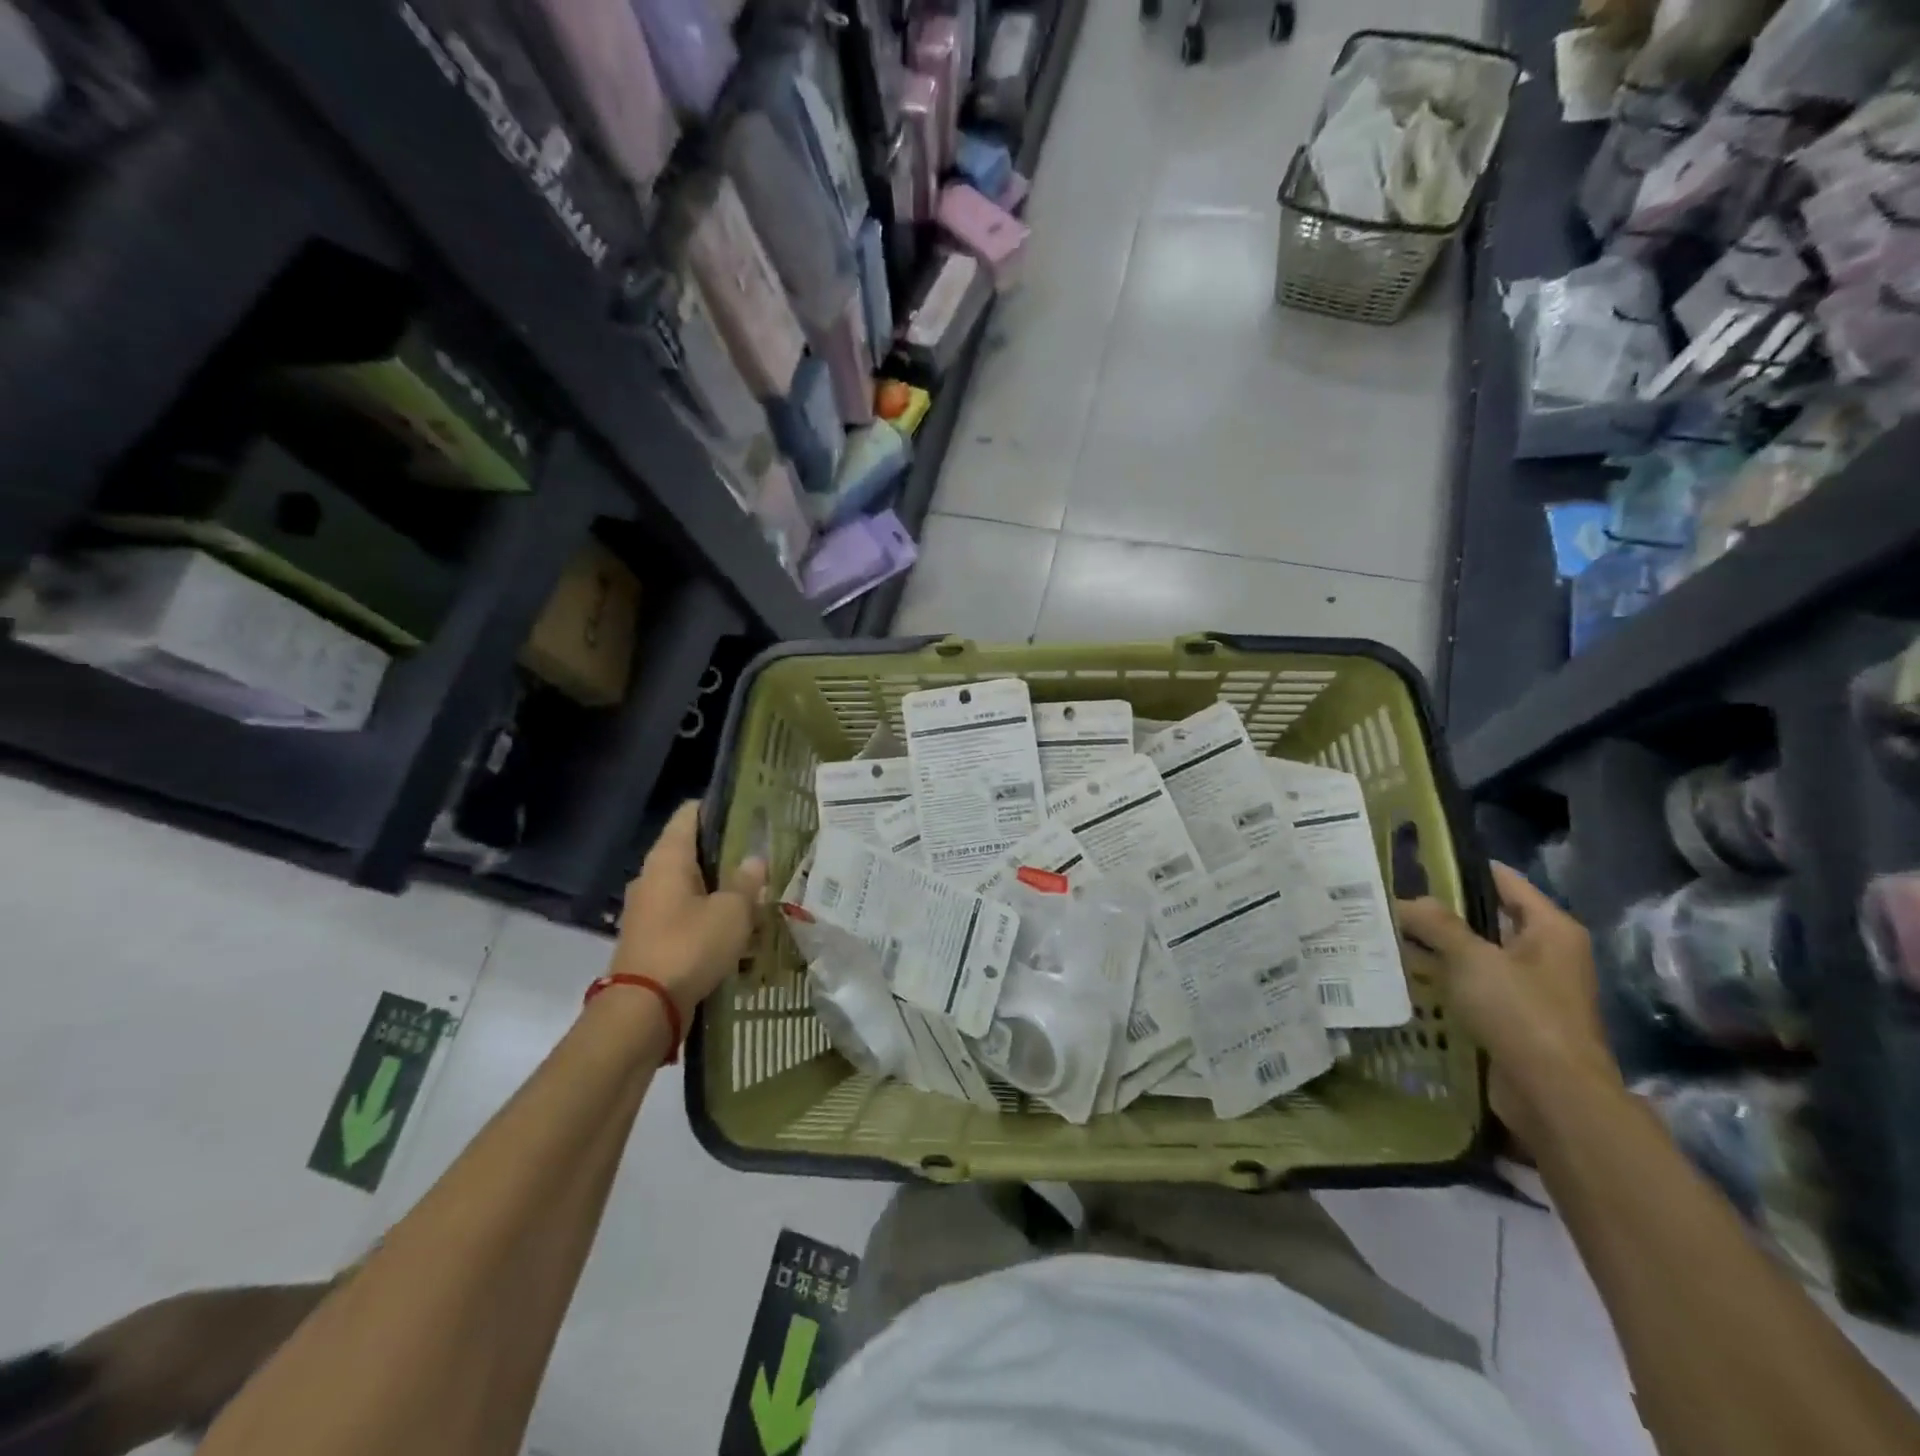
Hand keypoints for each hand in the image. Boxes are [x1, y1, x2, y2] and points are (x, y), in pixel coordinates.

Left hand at [610, 802, 767, 1016]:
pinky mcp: (651, 938)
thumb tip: (753, 861)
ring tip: (756, 896)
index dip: (718, 808)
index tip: (749, 812)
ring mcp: (648, 909)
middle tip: (763, 858)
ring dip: (720, 890)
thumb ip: (746, 883)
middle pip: (691, 851)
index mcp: (668, 858)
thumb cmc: (689, 946)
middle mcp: (652, 877)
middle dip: (726, 854)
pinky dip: (708, 917)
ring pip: (690, 886)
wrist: (644, 1009)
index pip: (690, 814)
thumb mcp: (732, 912)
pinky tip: (736, 930)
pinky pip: (685, 915)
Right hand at [1396, 863, 1620, 1153]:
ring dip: (1438, 948)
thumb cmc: (1521, 1012)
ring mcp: (1531, 989)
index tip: (1415, 862)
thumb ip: (1436, 923)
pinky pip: (1473, 986)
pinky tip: (1406, 975)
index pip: (1502, 880)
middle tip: (1391, 900)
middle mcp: (1546, 953)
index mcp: (1551, 929)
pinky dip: (1444, 980)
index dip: (1460, 869)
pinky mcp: (1514, 1019)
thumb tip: (1404, 902)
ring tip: (1388, 934)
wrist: (1554, 1094)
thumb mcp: (1471, 958)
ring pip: (1475, 955)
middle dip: (1440, 912)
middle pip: (1486, 918)